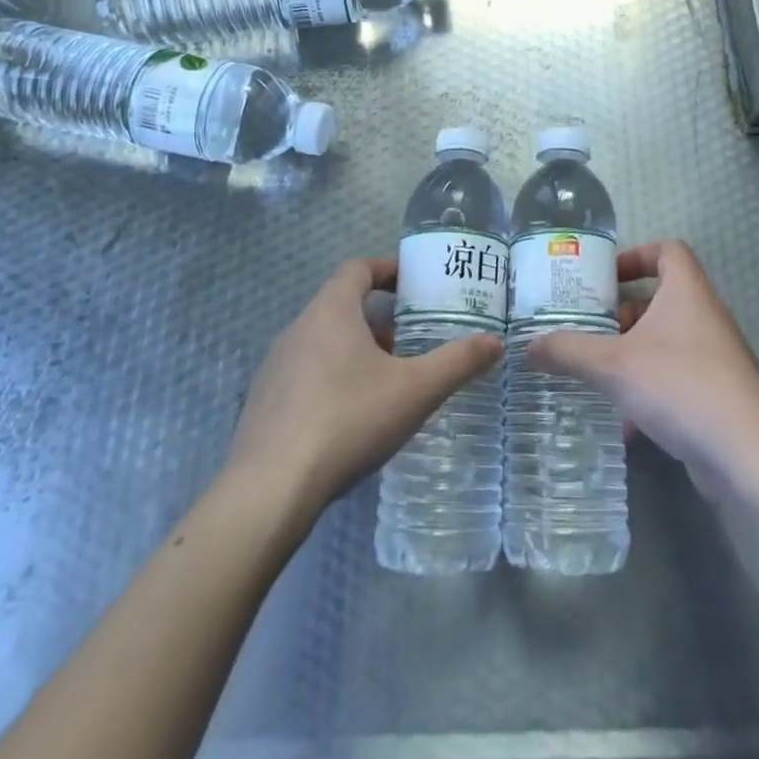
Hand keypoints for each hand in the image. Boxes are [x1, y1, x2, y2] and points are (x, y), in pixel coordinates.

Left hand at [226, 258, 502, 521]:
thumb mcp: (415, 391)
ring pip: (322, 342)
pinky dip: (331, 379)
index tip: (413, 285)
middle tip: (410, 342)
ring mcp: (275, 367)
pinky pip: (304, 374)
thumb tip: (495, 342)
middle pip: (341, 306)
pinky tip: (351, 418)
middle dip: (378, 319)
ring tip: (386, 382)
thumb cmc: (348, 421)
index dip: (387, 269)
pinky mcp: (263, 402)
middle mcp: (297, 329)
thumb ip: (457, 363)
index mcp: (330, 312)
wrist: (270, 490)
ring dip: (355, 351)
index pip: (357, 269)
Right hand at [527, 240, 758, 495]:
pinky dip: (652, 390)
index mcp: (687, 292)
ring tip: (600, 375)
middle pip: (662, 299)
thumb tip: (528, 347)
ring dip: (634, 354)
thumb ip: (567, 352)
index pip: (668, 250)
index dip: (635, 255)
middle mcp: (708, 317)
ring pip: (669, 343)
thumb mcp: (612, 365)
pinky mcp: (722, 395)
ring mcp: (719, 358)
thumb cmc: (679, 386)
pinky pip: (679, 379)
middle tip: (590, 330)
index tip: (605, 278)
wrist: (746, 454)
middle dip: (623, 314)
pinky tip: (627, 423)